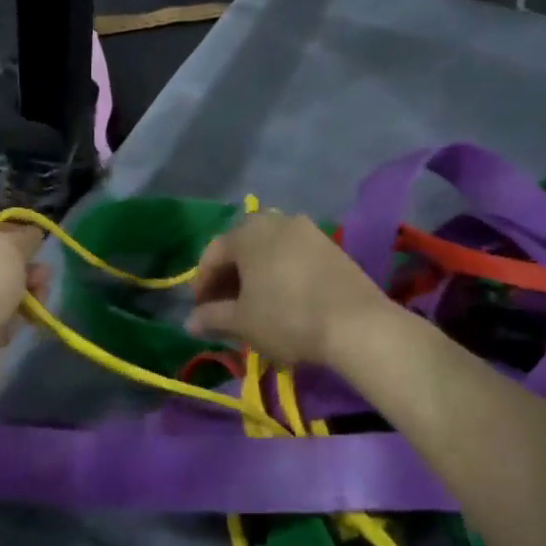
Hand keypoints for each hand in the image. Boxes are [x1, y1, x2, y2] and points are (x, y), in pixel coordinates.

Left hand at [0, 223, 47, 342]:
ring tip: (41, 299)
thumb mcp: (9, 245)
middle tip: (44, 276)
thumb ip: (24, 237)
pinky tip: (25, 322)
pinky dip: (13, 319)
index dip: (11, 236)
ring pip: (0, 292)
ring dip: (25, 294)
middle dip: (25, 269)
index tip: (34, 245)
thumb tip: (32, 233)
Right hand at [186, 212, 391, 366]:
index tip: (200, 311)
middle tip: (224, 306)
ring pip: (269, 248)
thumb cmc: (287, 318)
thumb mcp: (242, 322)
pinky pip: (293, 253)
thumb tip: (189, 321)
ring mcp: (307, 230)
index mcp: (247, 233)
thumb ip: (212, 317)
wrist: (356, 324)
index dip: (201, 283)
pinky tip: (283, 296)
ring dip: (255, 272)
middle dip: (229, 276)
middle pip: (241, 246)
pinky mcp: (330, 245)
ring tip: (254, 302)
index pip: (212, 254)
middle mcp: (275, 221)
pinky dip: (280, 271)